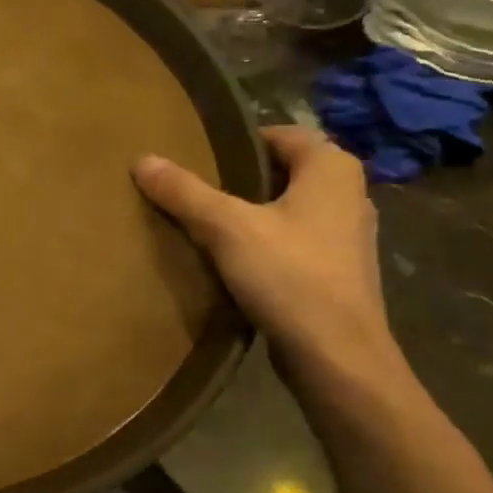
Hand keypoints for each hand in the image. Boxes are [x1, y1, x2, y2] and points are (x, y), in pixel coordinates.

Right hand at [134, 127, 400, 377]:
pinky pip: (294, 241)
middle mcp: (349, 193)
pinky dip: (266, 243)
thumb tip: (142, 160)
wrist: (337, 357)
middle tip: (194, 190)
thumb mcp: (226, 228)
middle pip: (282, 172)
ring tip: (206, 225)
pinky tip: (233, 262)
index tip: (198, 158)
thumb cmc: (290, 277)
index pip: (279, 135)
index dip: (237, 143)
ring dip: (251, 214)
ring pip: (288, 209)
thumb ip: (184, 192)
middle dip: (240, 180)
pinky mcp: (339, 272)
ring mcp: (348, 236)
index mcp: (332, 168)